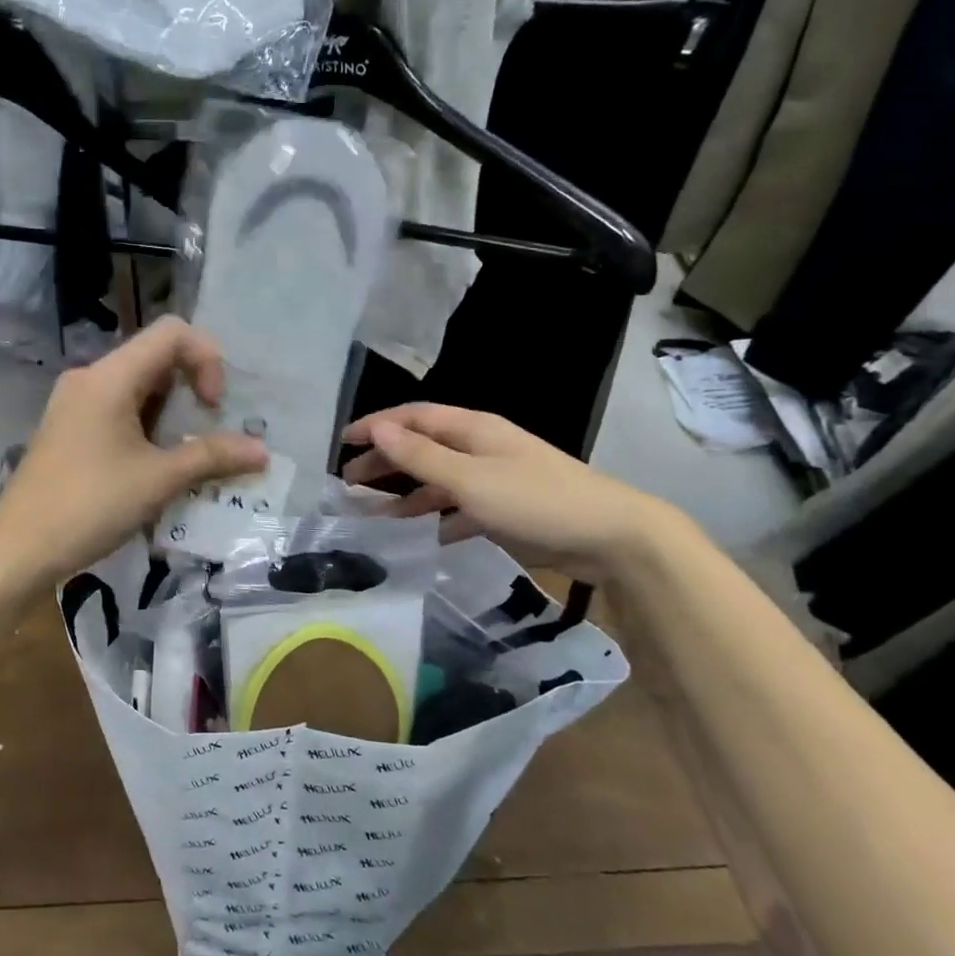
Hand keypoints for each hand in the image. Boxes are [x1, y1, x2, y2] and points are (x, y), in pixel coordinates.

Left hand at [0, 318, 267, 586]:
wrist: (17, 550)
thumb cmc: (90, 506)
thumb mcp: (158, 480)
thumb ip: (212, 457)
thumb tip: (262, 452)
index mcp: (109, 377)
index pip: (171, 333)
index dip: (206, 360)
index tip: (213, 407)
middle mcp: (89, 378)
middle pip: (154, 357)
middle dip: (191, 388)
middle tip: (208, 432)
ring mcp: (73, 403)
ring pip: (136, 386)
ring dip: (170, 412)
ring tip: (184, 454)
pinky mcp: (67, 428)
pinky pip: (117, 409)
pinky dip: (145, 425)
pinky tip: (153, 465)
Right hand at [342, 403, 677, 581]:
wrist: (612, 537)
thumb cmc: (536, 500)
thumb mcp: (471, 479)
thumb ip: (421, 456)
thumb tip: (377, 428)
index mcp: (473, 430)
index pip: (413, 418)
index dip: (376, 426)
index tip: (342, 442)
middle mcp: (481, 448)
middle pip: (423, 447)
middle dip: (386, 460)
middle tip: (350, 481)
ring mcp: (495, 479)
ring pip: (439, 481)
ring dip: (407, 494)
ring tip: (375, 515)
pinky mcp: (507, 510)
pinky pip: (460, 509)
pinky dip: (437, 519)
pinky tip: (421, 537)